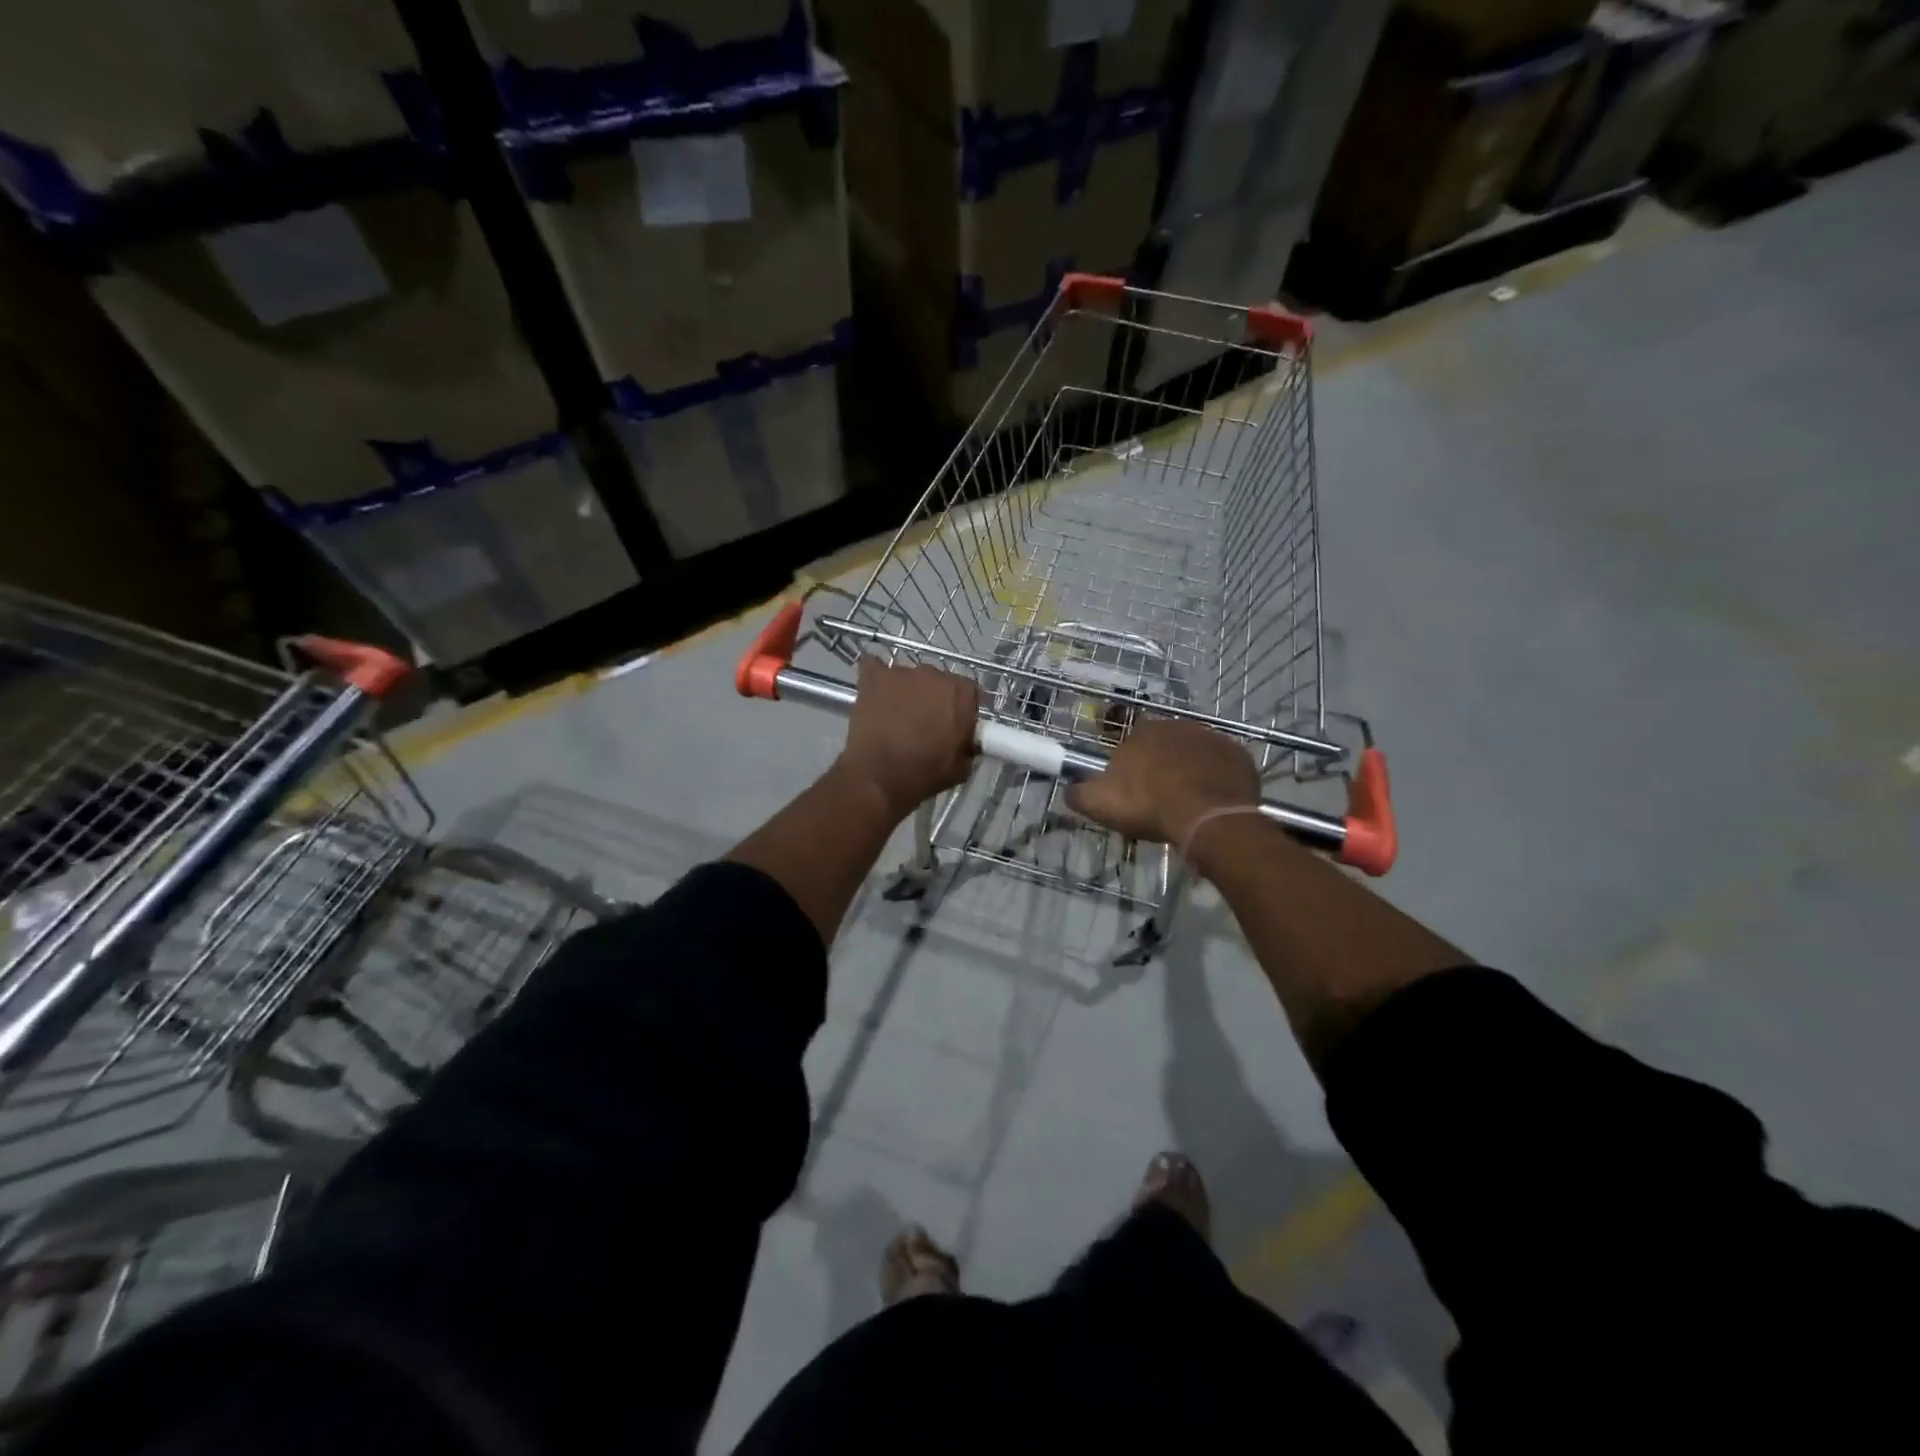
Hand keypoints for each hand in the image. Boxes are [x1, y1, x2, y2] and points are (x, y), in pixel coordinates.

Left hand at [835, 656, 979, 820]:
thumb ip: (968, 744)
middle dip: (933, 698)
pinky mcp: (873, 677)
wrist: (878, 779)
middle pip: (938, 681)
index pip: (968, 692)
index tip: (953, 726)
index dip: (960, 709)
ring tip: (895, 716)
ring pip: (908, 677)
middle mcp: (934, 674)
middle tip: (924, 723)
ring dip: (906, 691)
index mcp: (961, 693)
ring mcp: (901, 672)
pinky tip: (874, 691)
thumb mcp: (961, 767)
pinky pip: (874, 667)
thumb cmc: (924, 774)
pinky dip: (876, 677)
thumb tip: (964, 738)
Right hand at [1066, 719, 1258, 846]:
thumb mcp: (1099, 804)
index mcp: (1142, 732)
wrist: (1207, 818)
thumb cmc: (1149, 806)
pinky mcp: (1239, 756)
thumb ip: (1078, 793)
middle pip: (1166, 745)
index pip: (1131, 742)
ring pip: (1196, 753)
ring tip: (1188, 802)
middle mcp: (1178, 726)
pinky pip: (1224, 766)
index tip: (1131, 790)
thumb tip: (1068, 788)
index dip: (1131, 766)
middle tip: (1160, 797)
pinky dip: (1218, 779)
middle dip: (1162, 765)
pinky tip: (1213, 801)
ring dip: (1191, 770)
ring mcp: (1213, 738)